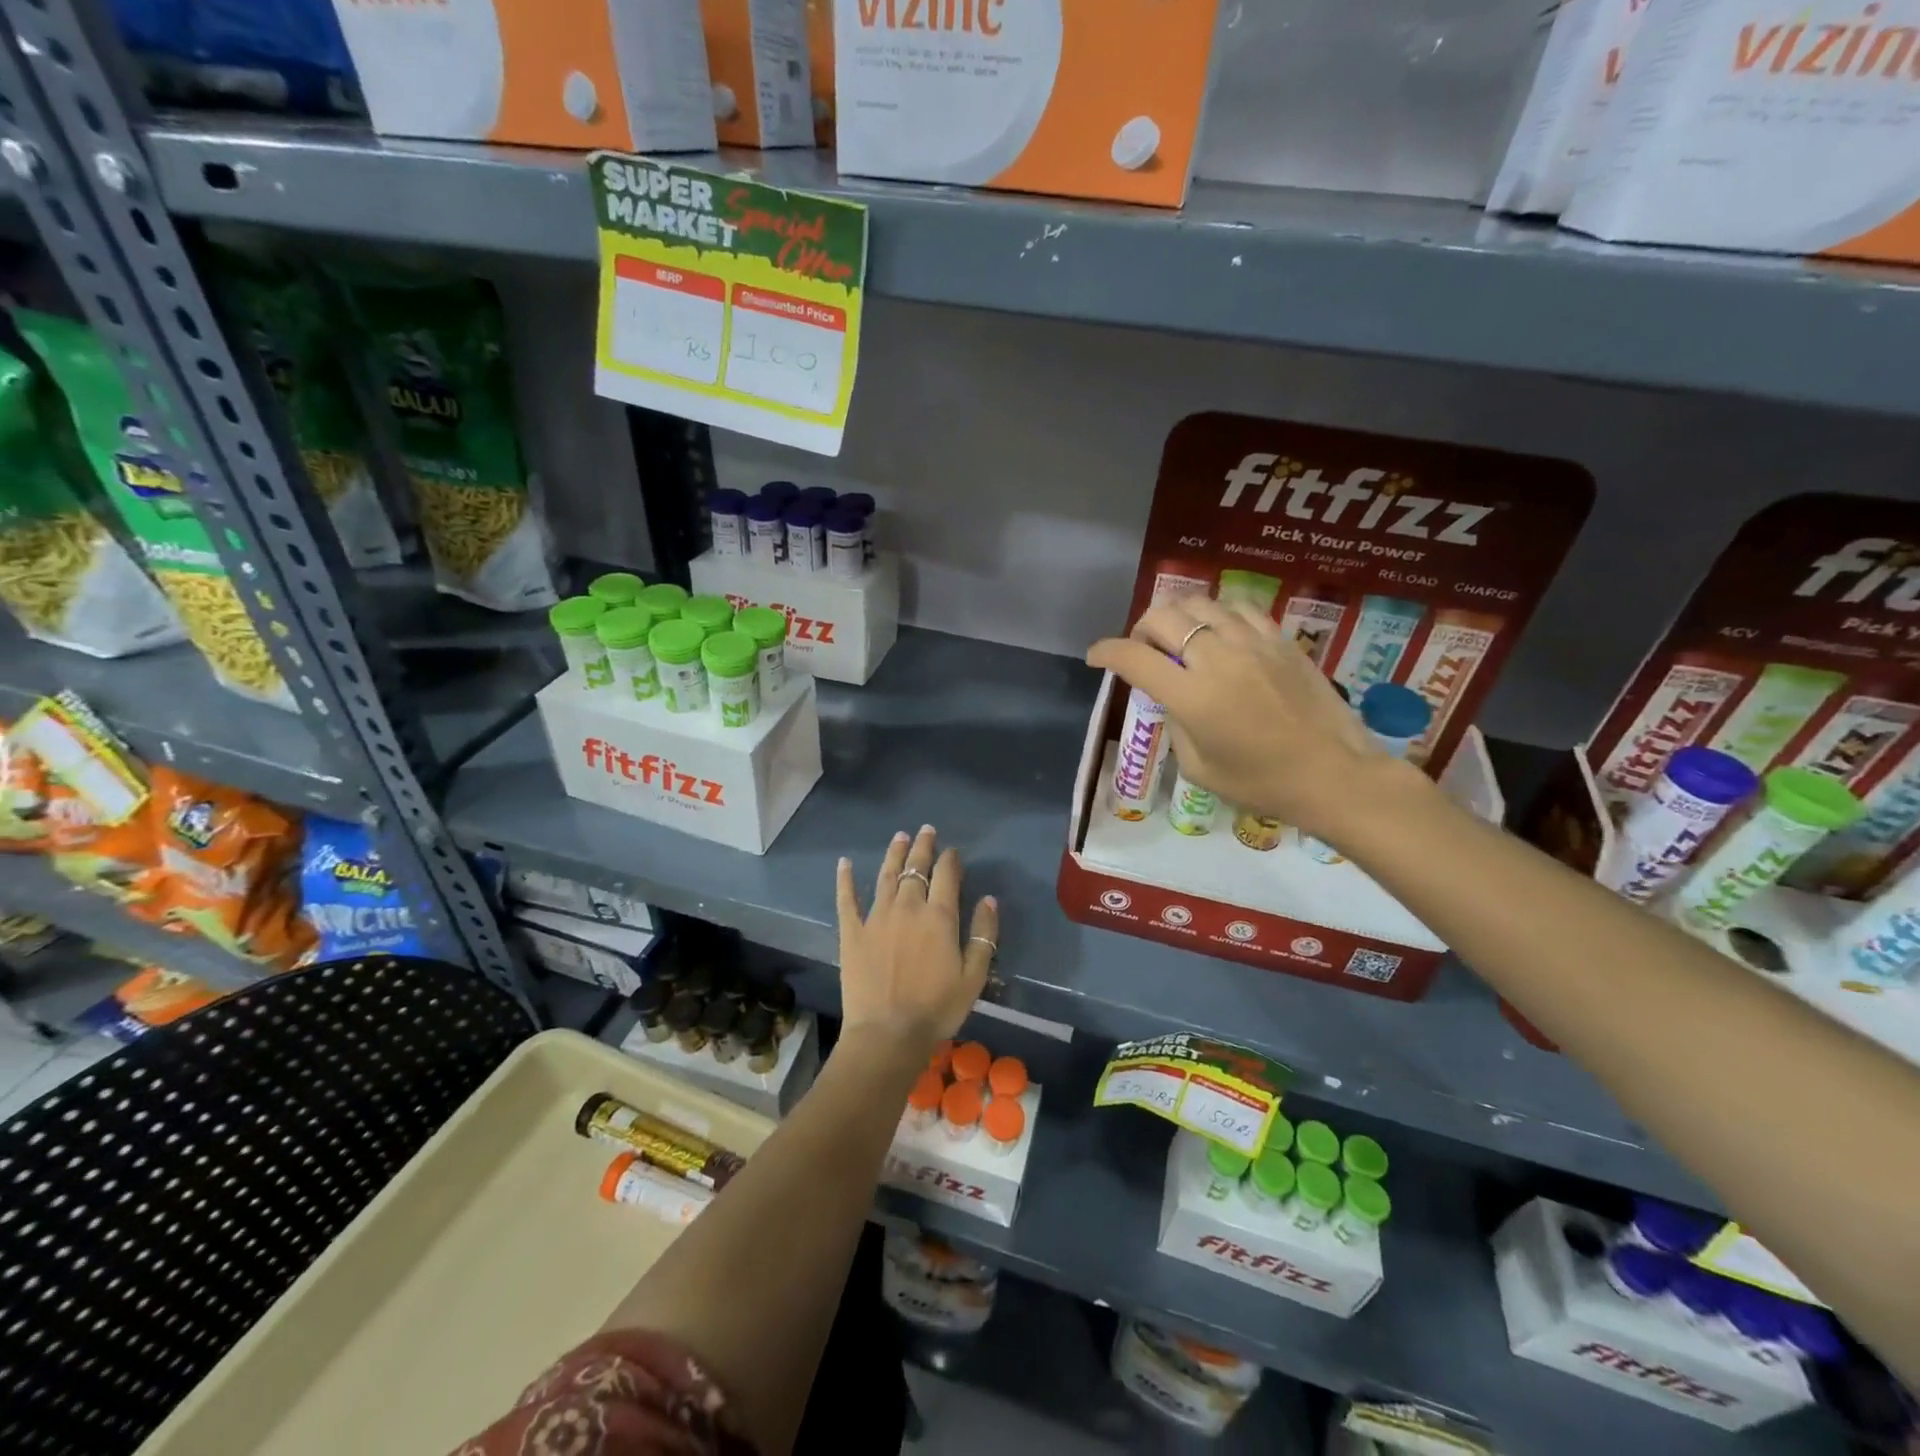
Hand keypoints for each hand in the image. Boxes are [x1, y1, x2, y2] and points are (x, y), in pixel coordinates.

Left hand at [835, 826, 997, 1054]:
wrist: (888, 1033)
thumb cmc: (937, 1008)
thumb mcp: (974, 976)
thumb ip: (983, 935)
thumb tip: (989, 900)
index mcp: (939, 917)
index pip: (947, 875)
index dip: (950, 859)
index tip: (953, 851)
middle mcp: (908, 907)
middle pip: (916, 868)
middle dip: (922, 847)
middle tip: (926, 830)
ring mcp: (876, 917)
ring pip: (887, 875)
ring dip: (894, 854)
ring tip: (899, 836)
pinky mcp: (852, 932)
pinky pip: (847, 899)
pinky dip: (846, 879)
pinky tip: (845, 863)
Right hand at [1087, 598, 1416, 840]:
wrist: (1334, 775)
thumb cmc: (1262, 784)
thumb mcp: (1199, 767)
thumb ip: (1176, 723)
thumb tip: (1171, 698)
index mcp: (1192, 696)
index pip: (1133, 658)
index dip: (1106, 652)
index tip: (1096, 657)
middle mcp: (1217, 658)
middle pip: (1162, 616)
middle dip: (1140, 629)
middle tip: (1143, 651)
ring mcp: (1252, 643)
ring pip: (1200, 603)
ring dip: (1178, 616)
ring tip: (1180, 637)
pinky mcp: (1281, 640)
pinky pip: (1240, 607)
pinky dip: (1218, 613)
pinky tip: (1220, 631)